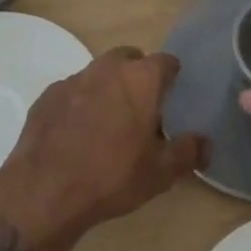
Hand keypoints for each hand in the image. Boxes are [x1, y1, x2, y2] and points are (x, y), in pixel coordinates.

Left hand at [0, 47, 206, 247]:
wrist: (44, 192)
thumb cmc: (112, 176)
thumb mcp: (161, 172)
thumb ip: (189, 152)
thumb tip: (206, 143)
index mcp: (140, 79)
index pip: (165, 61)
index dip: (171, 76)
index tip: (173, 94)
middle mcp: (107, 68)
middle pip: (129, 59)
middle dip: (138, 75)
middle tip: (142, 107)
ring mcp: (73, 79)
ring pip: (99, 73)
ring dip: (107, 88)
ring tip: (109, 121)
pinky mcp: (47, 95)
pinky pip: (72, 92)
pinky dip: (79, 103)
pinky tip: (77, 132)